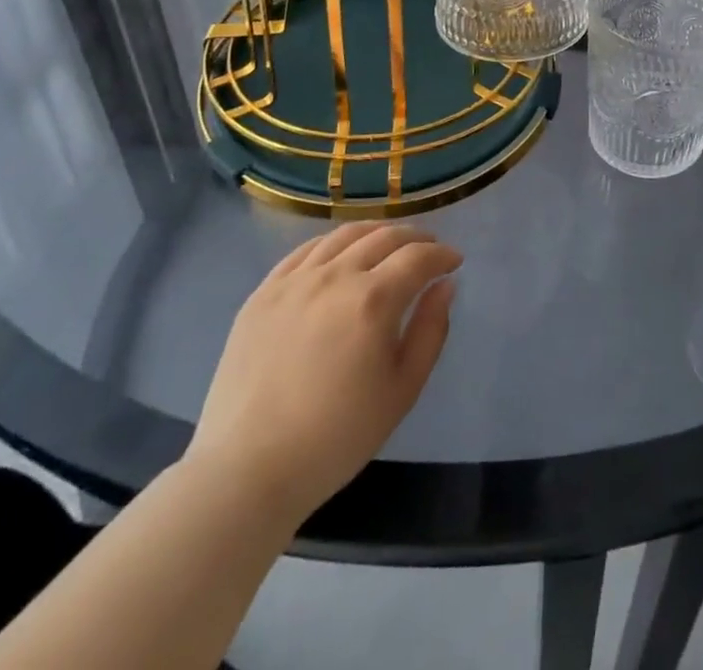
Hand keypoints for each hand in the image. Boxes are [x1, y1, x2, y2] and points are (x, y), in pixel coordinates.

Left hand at [185, 223, 459, 522]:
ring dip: (376, 232)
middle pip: (384, 237)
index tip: (454, 262)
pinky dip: (333, 243)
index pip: (419, 257)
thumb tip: (444, 286)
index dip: (442, 255)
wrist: (247, 470)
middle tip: (429, 249)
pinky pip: (305, 250)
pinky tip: (341, 254)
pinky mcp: (263, 293)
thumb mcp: (402, 390)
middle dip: (415, 238)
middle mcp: (335, 276)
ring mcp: (295, 281)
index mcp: (373, 300)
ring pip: (344, 235)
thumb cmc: (336, 437)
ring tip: (389, 243)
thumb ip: (430, 331)